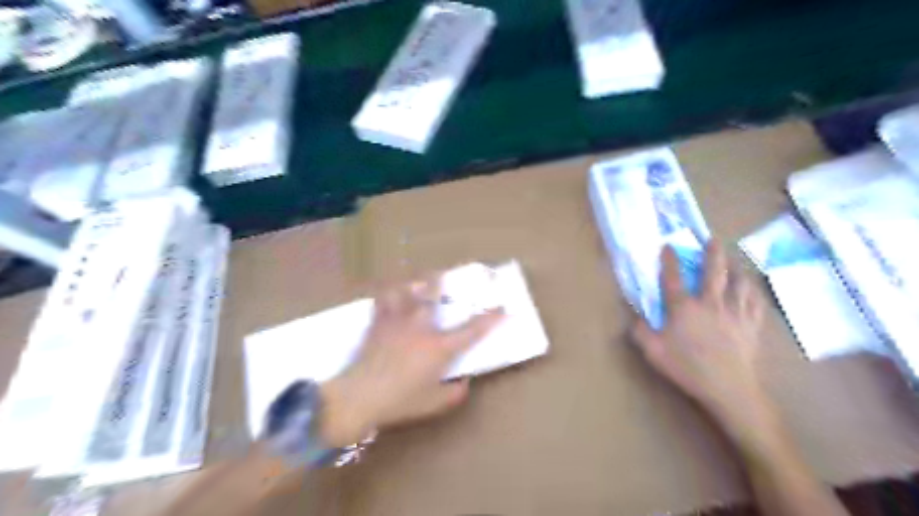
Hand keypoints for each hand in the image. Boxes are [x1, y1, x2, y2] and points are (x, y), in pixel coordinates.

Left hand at [317, 275, 501, 446]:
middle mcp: (421, 327)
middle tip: (443, 273)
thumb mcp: (433, 404)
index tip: (503, 308)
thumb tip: (465, 382)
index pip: (471, 330)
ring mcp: (397, 322)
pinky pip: (382, 301)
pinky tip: (389, 294)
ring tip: (415, 282)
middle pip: (433, 295)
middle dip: (439, 281)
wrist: (360, 397)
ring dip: (412, 283)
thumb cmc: (400, 401)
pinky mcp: (378, 324)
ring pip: (406, 291)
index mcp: (439, 347)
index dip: (490, 319)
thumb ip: (454, 393)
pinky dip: (387, 294)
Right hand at [634, 241, 769, 433]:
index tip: (668, 245)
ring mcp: (735, 313)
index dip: (669, 260)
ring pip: (739, 283)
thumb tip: (634, 316)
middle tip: (713, 239)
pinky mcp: (751, 326)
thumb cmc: (687, 368)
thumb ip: (640, 331)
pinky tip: (752, 289)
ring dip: (736, 268)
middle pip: (714, 272)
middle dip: (712, 253)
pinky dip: (753, 292)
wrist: (728, 389)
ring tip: (735, 260)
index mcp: (684, 308)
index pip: (673, 278)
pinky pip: (755, 303)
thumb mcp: (652, 351)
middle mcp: (711, 303)